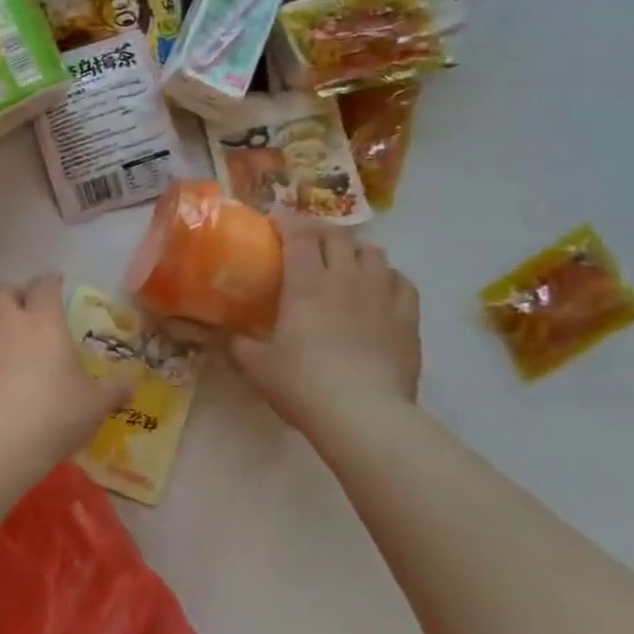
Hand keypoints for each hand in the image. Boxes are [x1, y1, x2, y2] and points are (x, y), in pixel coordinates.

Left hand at [0, 275, 128, 461]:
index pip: (44, 285)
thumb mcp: (93, 406)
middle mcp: (4, 323)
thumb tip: (130, 388)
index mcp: (42, 321)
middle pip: (1, 290)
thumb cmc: (53, 414)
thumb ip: (111, 392)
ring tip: (8, 349)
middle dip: (14, 296)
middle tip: (27, 315)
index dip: (50, 282)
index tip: (56, 285)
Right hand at [231, 214, 421, 431]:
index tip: (274, 218)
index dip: (286, 220)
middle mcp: (346, 278)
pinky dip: (387, 278)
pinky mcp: (408, 318)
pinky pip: (402, 281)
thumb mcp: (256, 366)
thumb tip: (224, 335)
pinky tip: (379, 291)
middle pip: (337, 236)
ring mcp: (382, 295)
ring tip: (344, 264)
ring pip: (373, 252)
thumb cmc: (303, 384)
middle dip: (319, 231)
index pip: (298, 234)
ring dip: (355, 251)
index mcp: (307, 283)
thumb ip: (238, 344)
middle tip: (305, 243)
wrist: (365, 415)